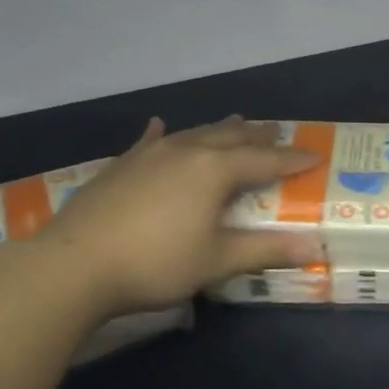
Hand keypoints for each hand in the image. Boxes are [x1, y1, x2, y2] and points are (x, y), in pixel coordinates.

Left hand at [32, 116, 321, 318]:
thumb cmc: (155, 263)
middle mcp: (186, 151)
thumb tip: (313, 247)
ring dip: (219, 129)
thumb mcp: (216, 260)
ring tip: (237, 122)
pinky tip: (160, 124)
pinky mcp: (121, 165)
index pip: (265, 160)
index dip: (291, 159)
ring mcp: (150, 155)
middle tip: (278, 131)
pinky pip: (150, 141)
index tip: (315, 155)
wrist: (74, 265)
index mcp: (214, 170)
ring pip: (194, 133)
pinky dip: (163, 133)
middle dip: (257, 135)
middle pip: (230, 137)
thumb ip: (265, 250)